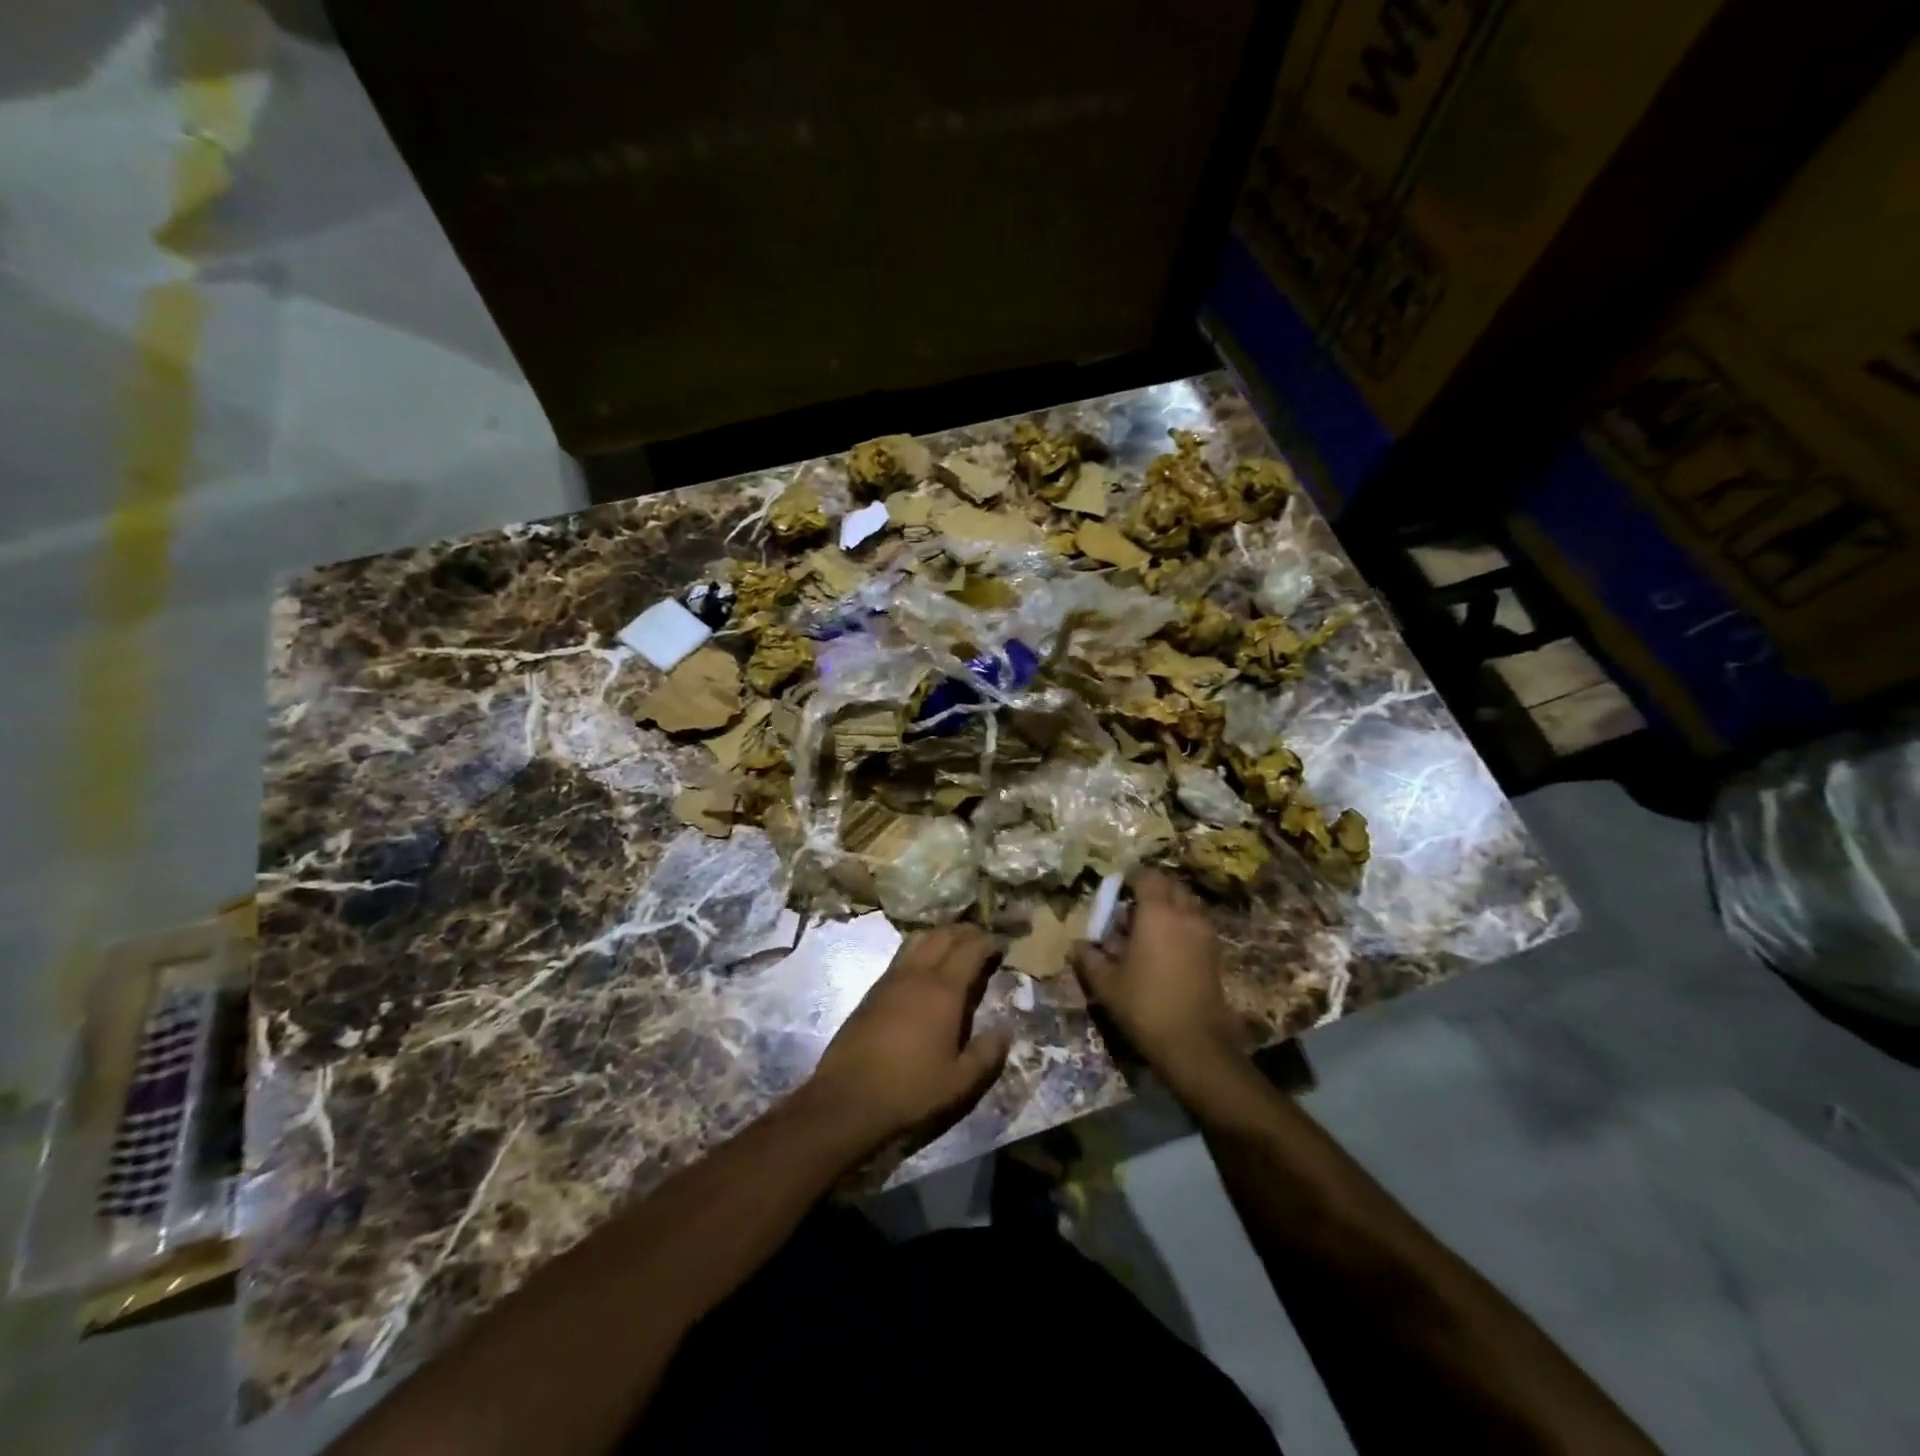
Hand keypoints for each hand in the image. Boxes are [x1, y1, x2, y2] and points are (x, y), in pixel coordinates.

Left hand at [802, 925, 1011, 1155]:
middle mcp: (917, 974)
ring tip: (955, 946)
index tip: (1003, 944)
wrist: (847, 1101)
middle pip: (943, 935)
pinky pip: (902, 955)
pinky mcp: (872, 991)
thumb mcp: (960, 1083)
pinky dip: (920, 949)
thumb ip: (987, 1054)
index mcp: (943, 990)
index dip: (989, 942)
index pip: (970, 949)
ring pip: (918, 939)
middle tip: (983, 940)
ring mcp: (890, 979)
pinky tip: (924, 968)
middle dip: (966, 932)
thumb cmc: (910, 1091)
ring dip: (940, 935)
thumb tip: (1005, 1029)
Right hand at [1071, 870, 1239, 1082]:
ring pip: (1187, 904)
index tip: (1117, 886)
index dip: (1131, 877)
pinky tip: (1165, 947)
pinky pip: (1196, 924)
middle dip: (1152, 889)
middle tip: (1130, 905)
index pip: (1147, 877)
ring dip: (1169, 906)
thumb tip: (1076, 946)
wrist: (1196, 1045)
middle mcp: (1185, 915)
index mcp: (1157, 913)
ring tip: (1148, 927)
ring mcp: (1205, 934)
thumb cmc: (1145, 1006)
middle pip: (1171, 886)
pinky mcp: (1215, 954)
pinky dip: (1182, 924)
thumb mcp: (1107, 984)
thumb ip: (1089, 959)